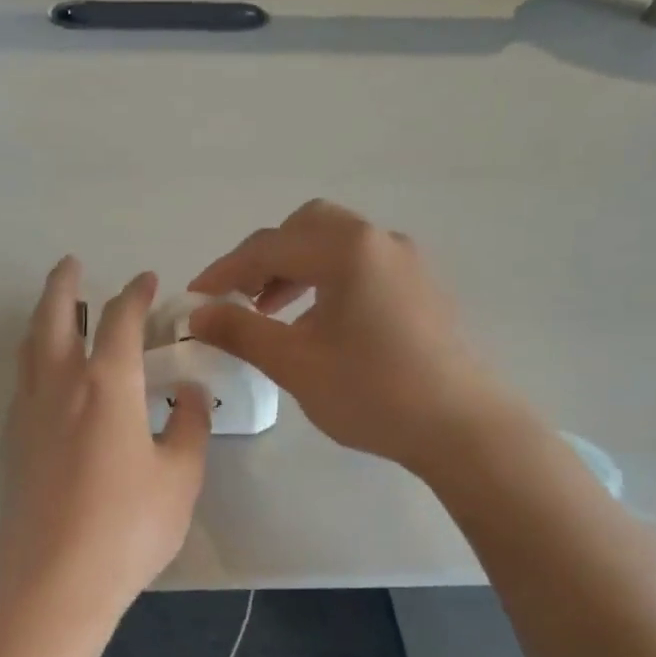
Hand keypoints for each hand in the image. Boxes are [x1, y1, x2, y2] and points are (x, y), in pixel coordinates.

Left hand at [0, 260, 210, 625]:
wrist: (54, 583)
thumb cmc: (128, 528)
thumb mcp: (179, 477)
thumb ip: (188, 427)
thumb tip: (186, 394)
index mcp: (105, 385)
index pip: (120, 321)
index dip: (136, 295)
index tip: (147, 281)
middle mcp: (59, 387)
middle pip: (53, 317)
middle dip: (64, 284)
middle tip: (72, 264)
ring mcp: (29, 415)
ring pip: (30, 348)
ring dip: (43, 318)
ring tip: (57, 309)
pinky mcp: (14, 444)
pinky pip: (23, 382)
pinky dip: (35, 359)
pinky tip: (49, 376)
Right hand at [190, 200, 511, 474]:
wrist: (461, 428)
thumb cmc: (372, 392)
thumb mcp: (295, 364)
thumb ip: (240, 331)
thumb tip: (196, 314)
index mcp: (346, 250)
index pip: (269, 246)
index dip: (224, 270)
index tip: (194, 298)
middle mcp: (378, 240)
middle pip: (305, 228)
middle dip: (264, 258)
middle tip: (239, 296)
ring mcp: (406, 261)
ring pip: (335, 244)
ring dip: (295, 267)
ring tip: (270, 311)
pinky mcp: (420, 286)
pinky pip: (360, 265)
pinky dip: (326, 279)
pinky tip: (317, 322)